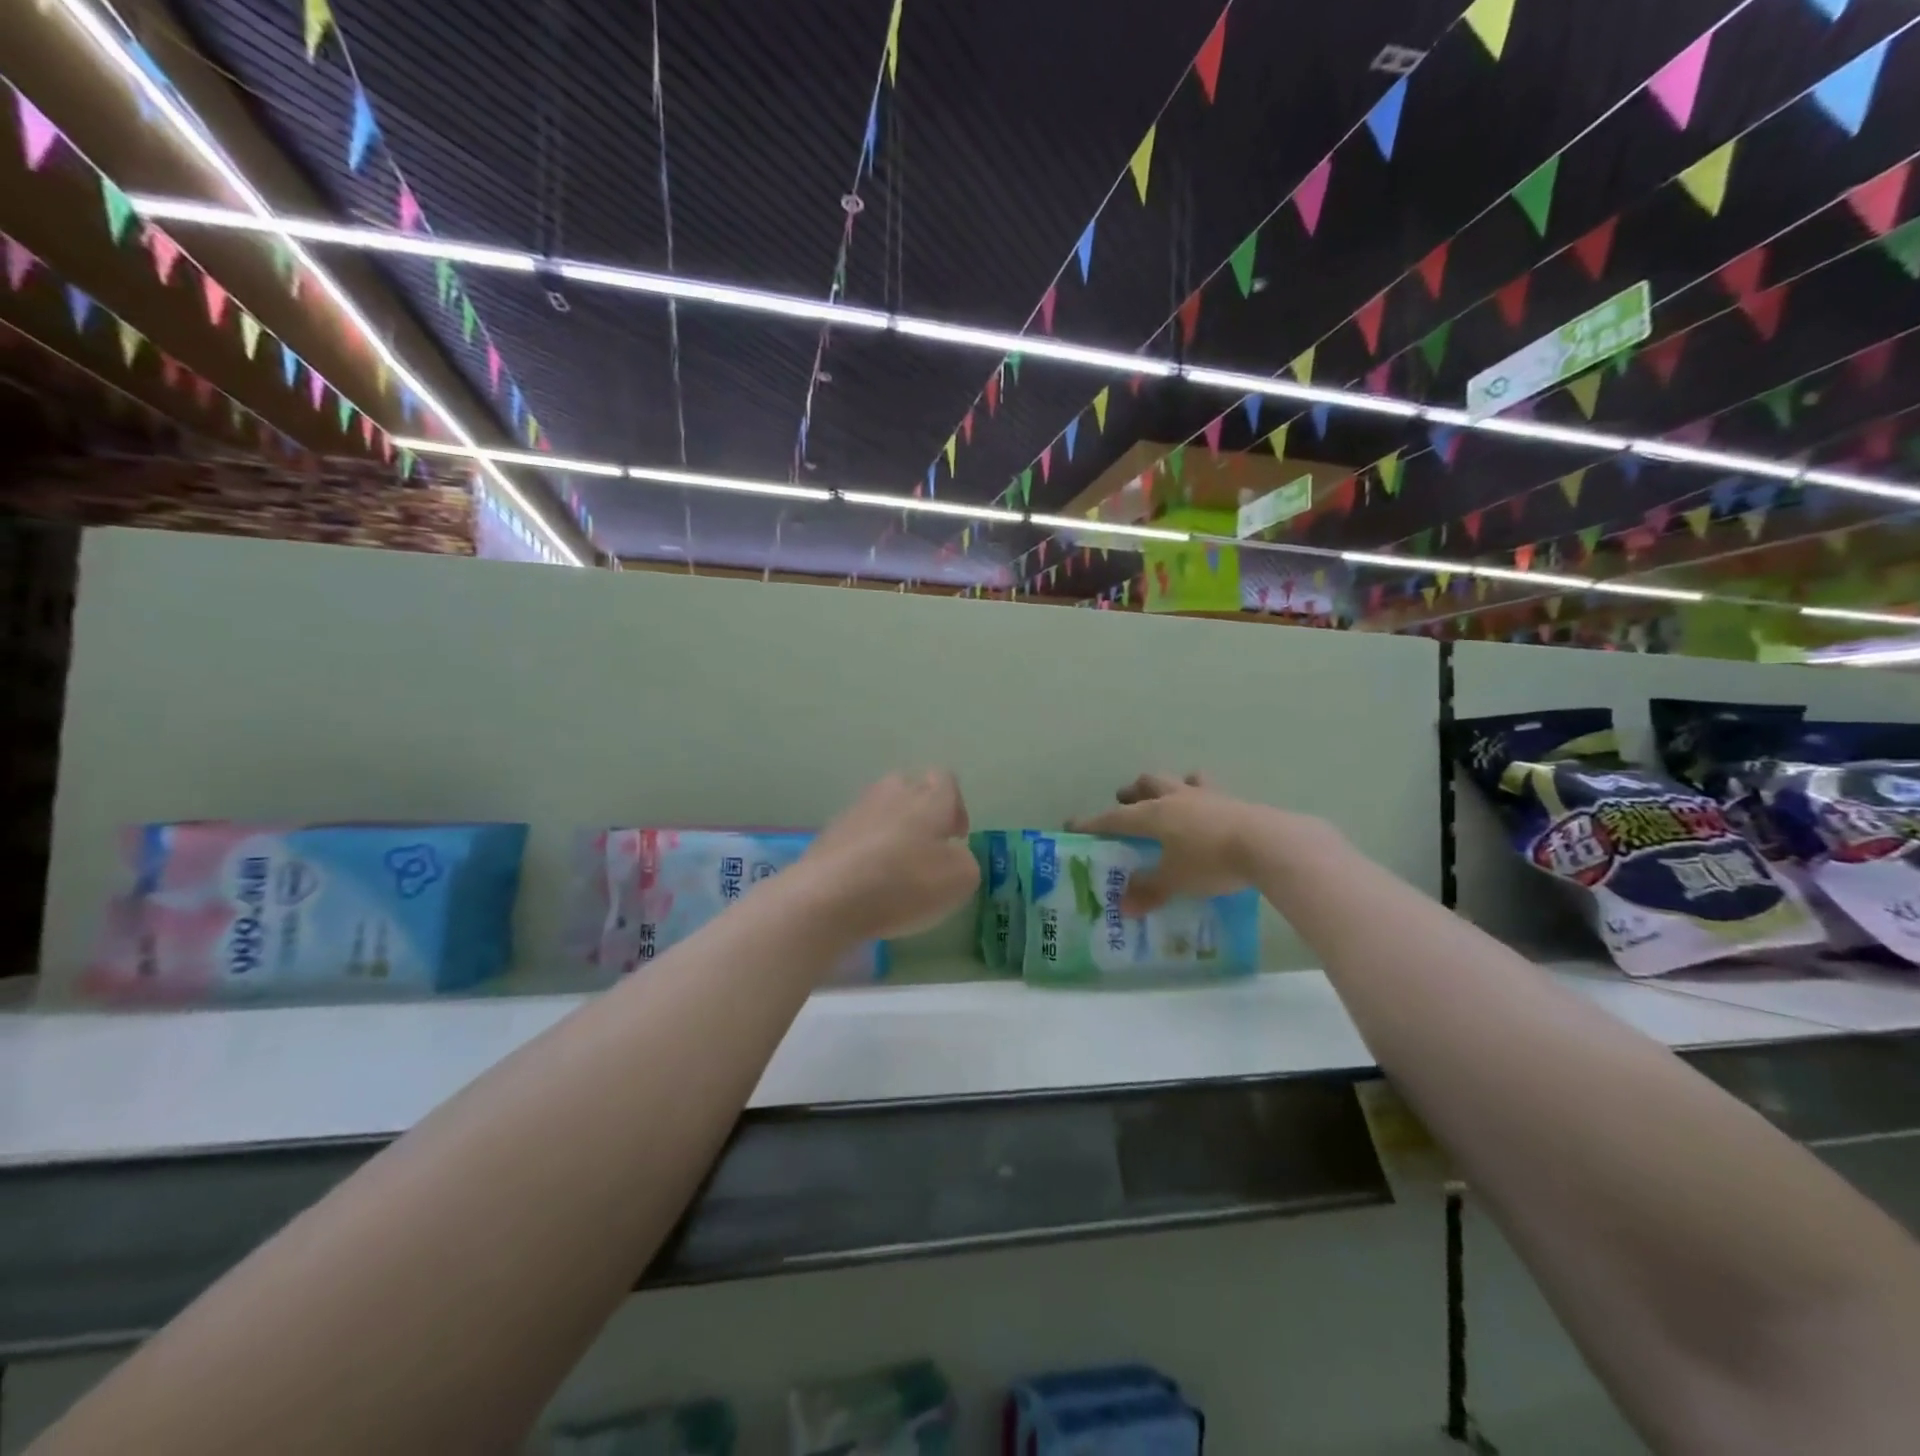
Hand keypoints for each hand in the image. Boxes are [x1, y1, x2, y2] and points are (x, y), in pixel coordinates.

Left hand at [796, 771, 979, 941]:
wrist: (828, 897)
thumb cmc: (904, 883)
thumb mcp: (960, 880)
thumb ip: (966, 861)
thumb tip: (952, 855)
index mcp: (928, 798)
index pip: (945, 779)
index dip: (955, 806)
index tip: (955, 838)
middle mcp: (891, 793)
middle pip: (911, 788)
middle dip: (922, 813)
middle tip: (927, 849)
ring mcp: (855, 810)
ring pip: (881, 810)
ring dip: (892, 832)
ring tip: (895, 869)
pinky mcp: (829, 833)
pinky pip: (857, 834)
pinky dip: (866, 850)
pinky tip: (866, 881)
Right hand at [1069, 773, 1320, 913]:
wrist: (1268, 845)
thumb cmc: (1210, 861)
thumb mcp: (1176, 880)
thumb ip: (1150, 890)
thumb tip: (1124, 906)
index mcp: (1154, 814)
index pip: (1114, 817)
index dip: (1093, 823)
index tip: (1073, 825)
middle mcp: (1176, 798)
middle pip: (1149, 784)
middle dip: (1133, 792)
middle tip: (1126, 801)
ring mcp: (1207, 796)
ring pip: (1181, 780)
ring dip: (1170, 787)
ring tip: (1170, 798)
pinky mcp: (1234, 802)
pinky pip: (1211, 793)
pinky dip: (1203, 799)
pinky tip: (1209, 813)